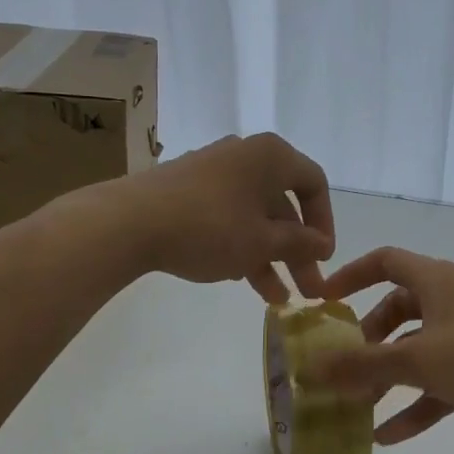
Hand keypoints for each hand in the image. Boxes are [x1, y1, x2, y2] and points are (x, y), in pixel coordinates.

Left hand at [116, 133, 334, 301]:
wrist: (128, 222)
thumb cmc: (210, 227)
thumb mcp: (262, 242)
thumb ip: (298, 243)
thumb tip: (321, 244)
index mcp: (271, 156)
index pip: (313, 184)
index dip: (324, 222)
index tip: (323, 257)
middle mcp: (244, 156)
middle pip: (282, 205)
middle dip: (296, 250)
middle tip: (307, 290)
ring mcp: (212, 171)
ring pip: (253, 215)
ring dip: (269, 255)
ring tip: (276, 298)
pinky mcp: (186, 189)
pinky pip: (227, 215)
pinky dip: (240, 244)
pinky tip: (241, 278)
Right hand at [309, 246, 453, 445]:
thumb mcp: (417, 359)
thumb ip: (363, 365)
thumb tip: (311, 368)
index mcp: (435, 281)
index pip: (385, 262)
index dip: (352, 275)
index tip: (324, 301)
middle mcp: (450, 302)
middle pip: (398, 311)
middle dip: (368, 339)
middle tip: (343, 366)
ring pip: (417, 351)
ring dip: (388, 377)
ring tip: (357, 407)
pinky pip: (439, 384)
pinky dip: (415, 406)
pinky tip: (388, 437)